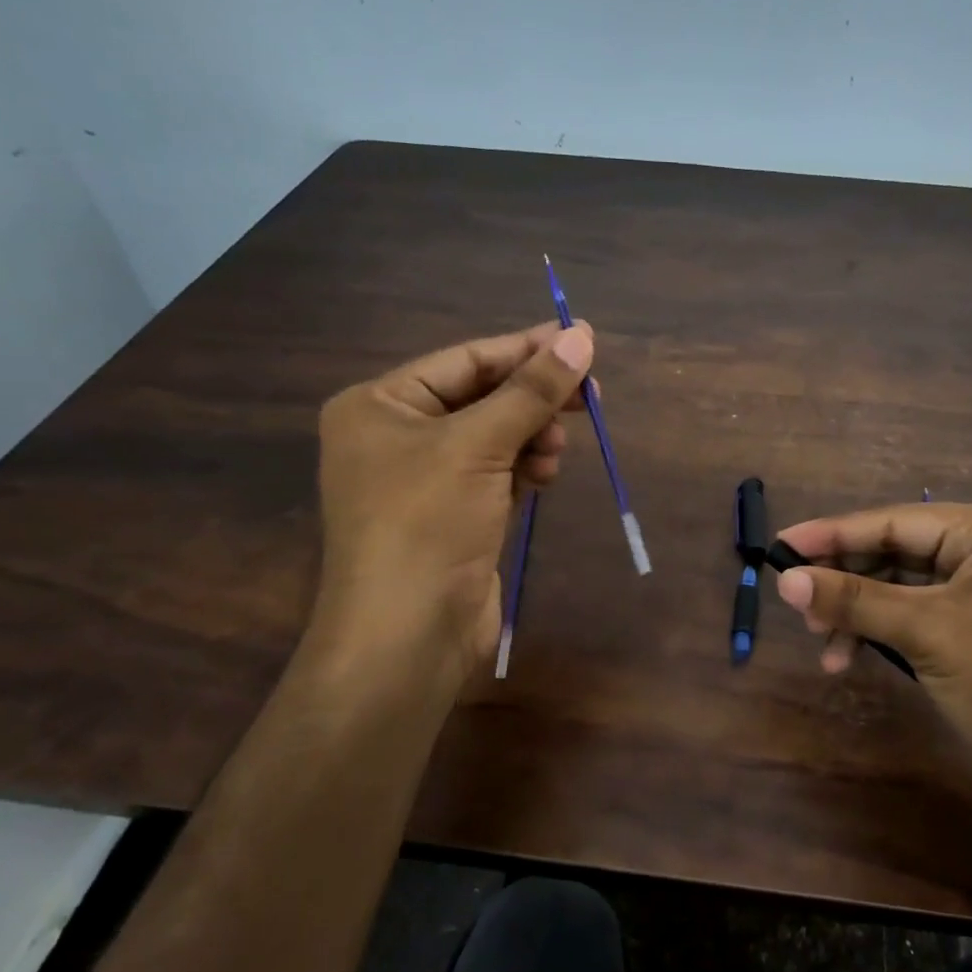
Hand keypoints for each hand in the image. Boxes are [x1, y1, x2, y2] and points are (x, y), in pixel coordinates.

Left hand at [305, 322, 593, 701]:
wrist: (407, 635)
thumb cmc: (427, 524)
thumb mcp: (479, 446)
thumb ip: (532, 391)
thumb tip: (582, 336)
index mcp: (379, 404)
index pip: (465, 360)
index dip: (526, 350)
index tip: (583, 341)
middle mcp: (397, 436)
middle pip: (482, 398)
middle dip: (534, 400)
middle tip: (591, 397)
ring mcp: (426, 479)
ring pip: (496, 437)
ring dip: (532, 438)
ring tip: (556, 451)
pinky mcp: (454, 515)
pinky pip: (498, 473)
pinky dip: (524, 470)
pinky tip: (544, 477)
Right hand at [772, 503, 971, 805]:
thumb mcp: (928, 634)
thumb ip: (854, 601)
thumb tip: (783, 578)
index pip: (898, 521)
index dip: (834, 534)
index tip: (779, 544)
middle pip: (899, 552)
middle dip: (847, 580)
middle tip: (797, 603)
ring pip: (904, 588)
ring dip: (860, 613)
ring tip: (822, 644)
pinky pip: (919, 616)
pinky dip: (883, 634)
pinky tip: (850, 657)